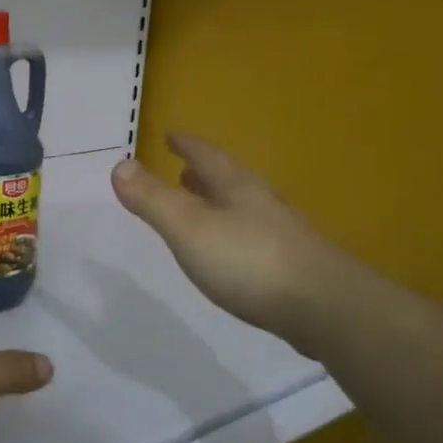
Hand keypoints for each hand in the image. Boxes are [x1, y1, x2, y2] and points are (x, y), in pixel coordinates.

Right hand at [112, 133, 349, 357]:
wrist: (323, 308)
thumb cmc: (249, 261)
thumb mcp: (189, 228)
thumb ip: (153, 199)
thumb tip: (119, 164)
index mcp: (236, 189)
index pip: (207, 157)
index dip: (187, 146)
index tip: (171, 135)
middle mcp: (261, 205)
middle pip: (229, 181)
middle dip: (204, 175)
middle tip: (185, 170)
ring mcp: (281, 236)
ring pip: (243, 210)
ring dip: (220, 204)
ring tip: (203, 206)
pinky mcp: (292, 269)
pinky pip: (254, 240)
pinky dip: (234, 236)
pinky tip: (232, 254)